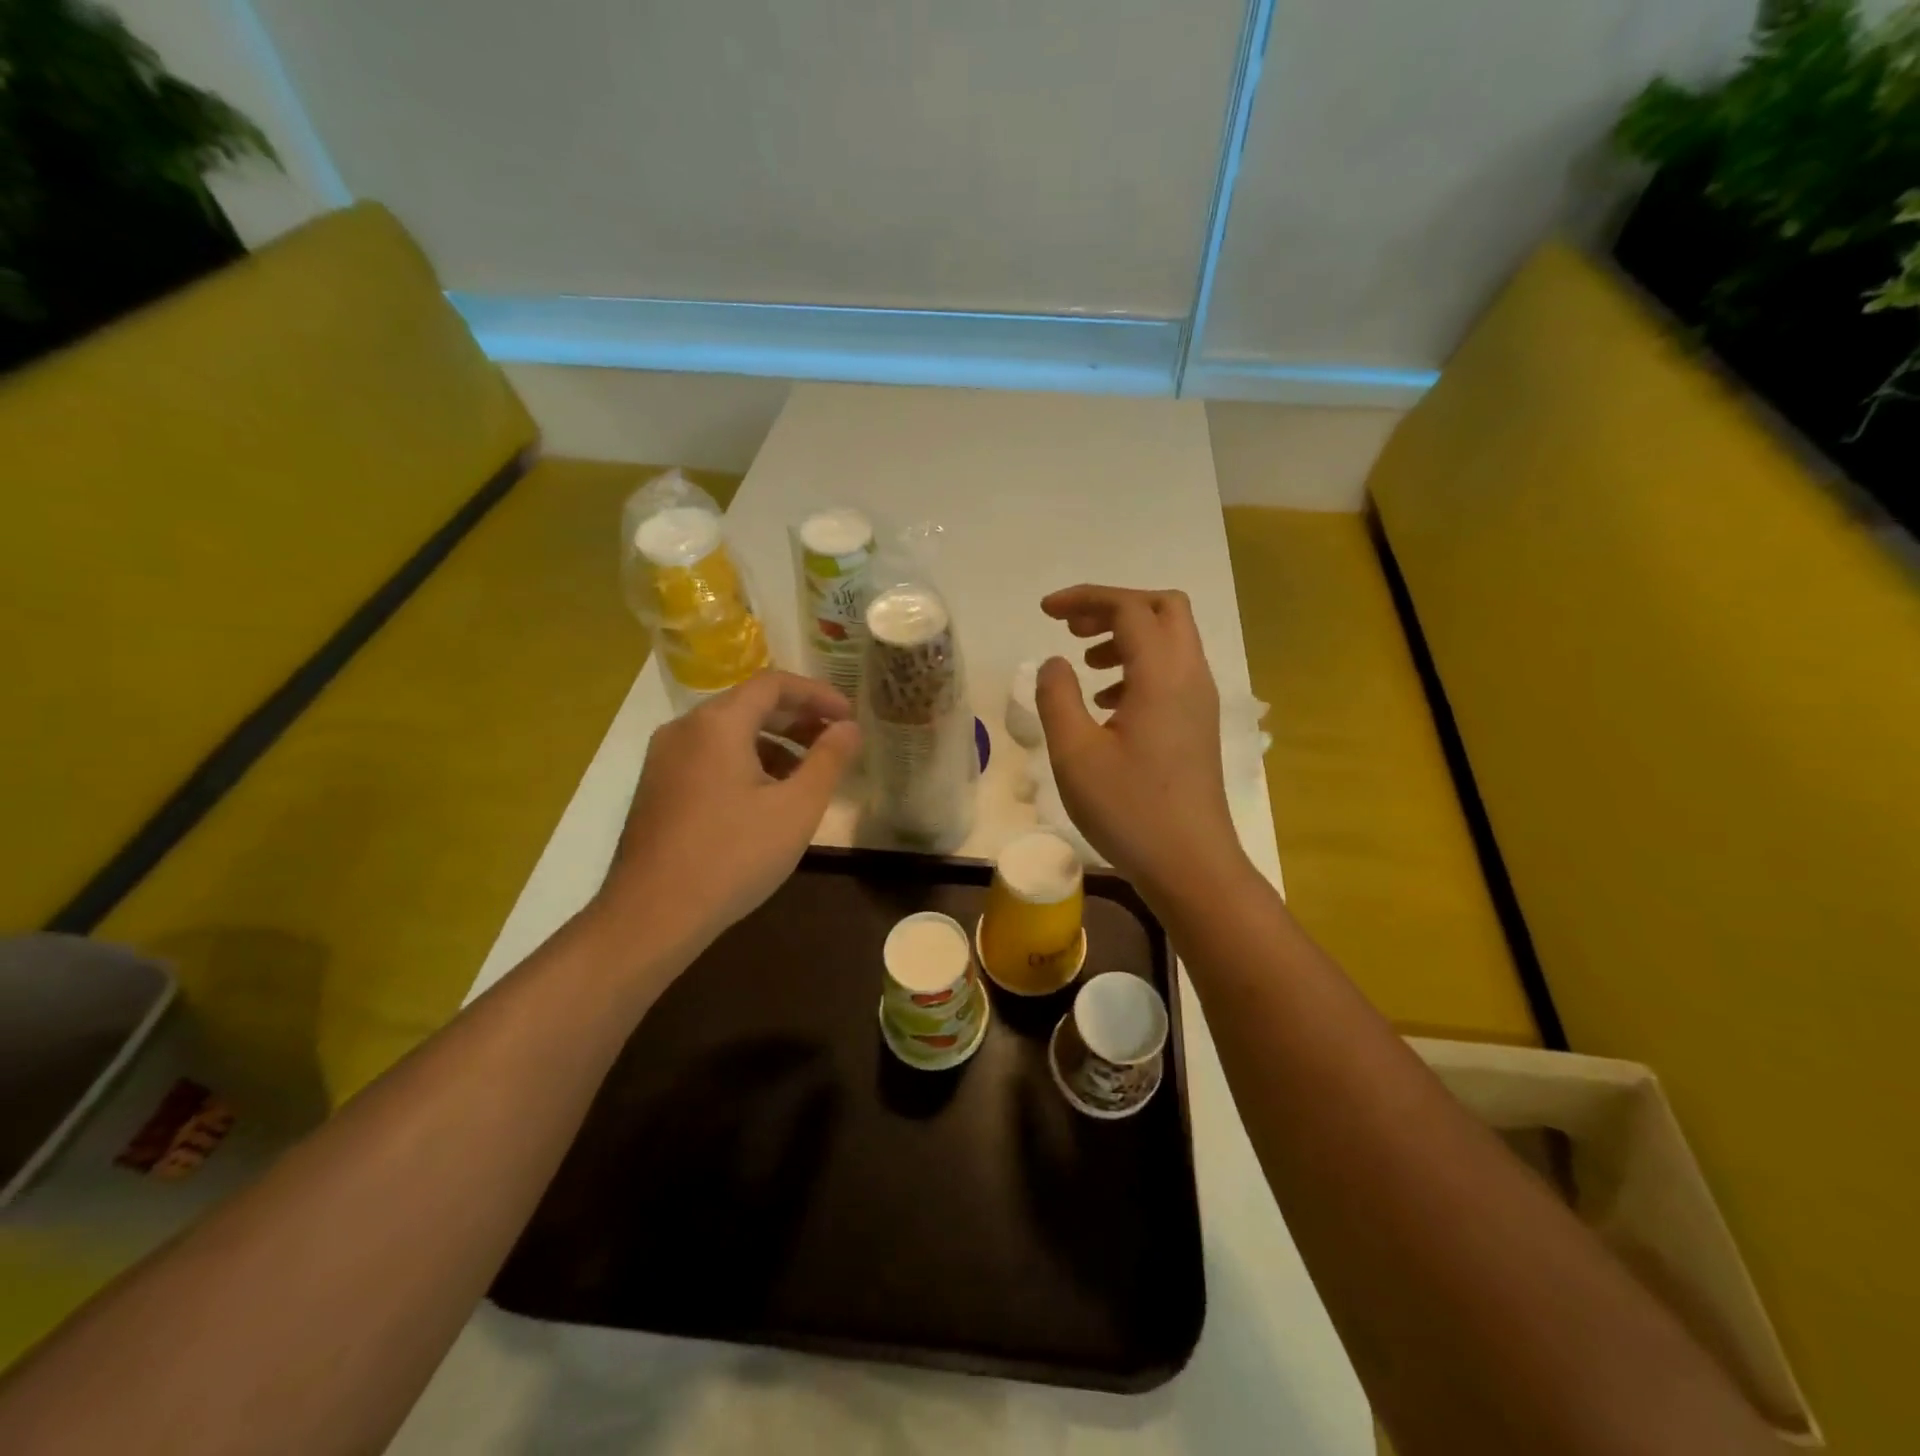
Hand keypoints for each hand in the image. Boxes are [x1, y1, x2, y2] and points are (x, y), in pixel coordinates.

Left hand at [598, 671, 861, 954]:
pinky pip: (709, 757)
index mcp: (717, 723)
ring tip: (806, 774)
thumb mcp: (796, 808)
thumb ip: (829, 760)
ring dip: (773, 743)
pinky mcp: (657, 788)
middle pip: (748, 705)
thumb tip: (849, 727)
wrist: (652, 916)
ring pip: (728, 733)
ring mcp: (664, 759)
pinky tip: (765, 798)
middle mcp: (684, 729)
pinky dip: (745, 762)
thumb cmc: (733, 856)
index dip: (817, 694)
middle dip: (797, 718)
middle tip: (834, 740)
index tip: (848, 716)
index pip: (773, 684)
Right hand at [1036, 586, 1242, 897]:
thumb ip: (1057, 697)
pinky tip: (1107, 702)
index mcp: (1162, 675)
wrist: (1191, 865)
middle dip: (1114, 606)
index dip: (1085, 599)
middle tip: (1072, 627)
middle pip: (1163, 608)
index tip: (1045, 612)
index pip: (1128, 608)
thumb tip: (1054, 662)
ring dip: (1128, 636)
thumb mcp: (1075, 753)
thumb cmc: (1129, 810)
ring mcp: (1200, 701)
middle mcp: (1190, 676)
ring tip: (1086, 661)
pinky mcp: (1199, 725)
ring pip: (1171, 639)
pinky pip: (1173, 671)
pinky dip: (1139, 667)